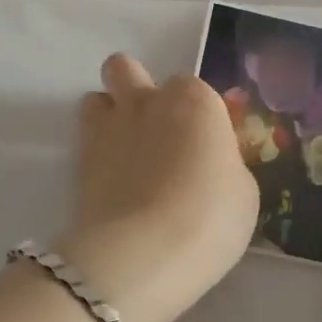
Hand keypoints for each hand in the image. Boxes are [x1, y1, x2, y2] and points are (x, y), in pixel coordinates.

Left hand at [59, 54, 259, 321]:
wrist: (145, 251)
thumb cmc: (211, 217)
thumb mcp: (242, 191)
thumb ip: (222, 163)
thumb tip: (209, 164)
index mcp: (195, 100)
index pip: (193, 89)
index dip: (196, 116)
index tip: (203, 147)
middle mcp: (149, 101)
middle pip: (127, 69)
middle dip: (134, 88)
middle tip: (152, 129)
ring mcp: (109, 127)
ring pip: (96, 97)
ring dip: (108, 116)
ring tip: (124, 153)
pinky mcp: (79, 159)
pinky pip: (84, 140)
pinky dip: (95, 154)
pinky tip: (111, 183)